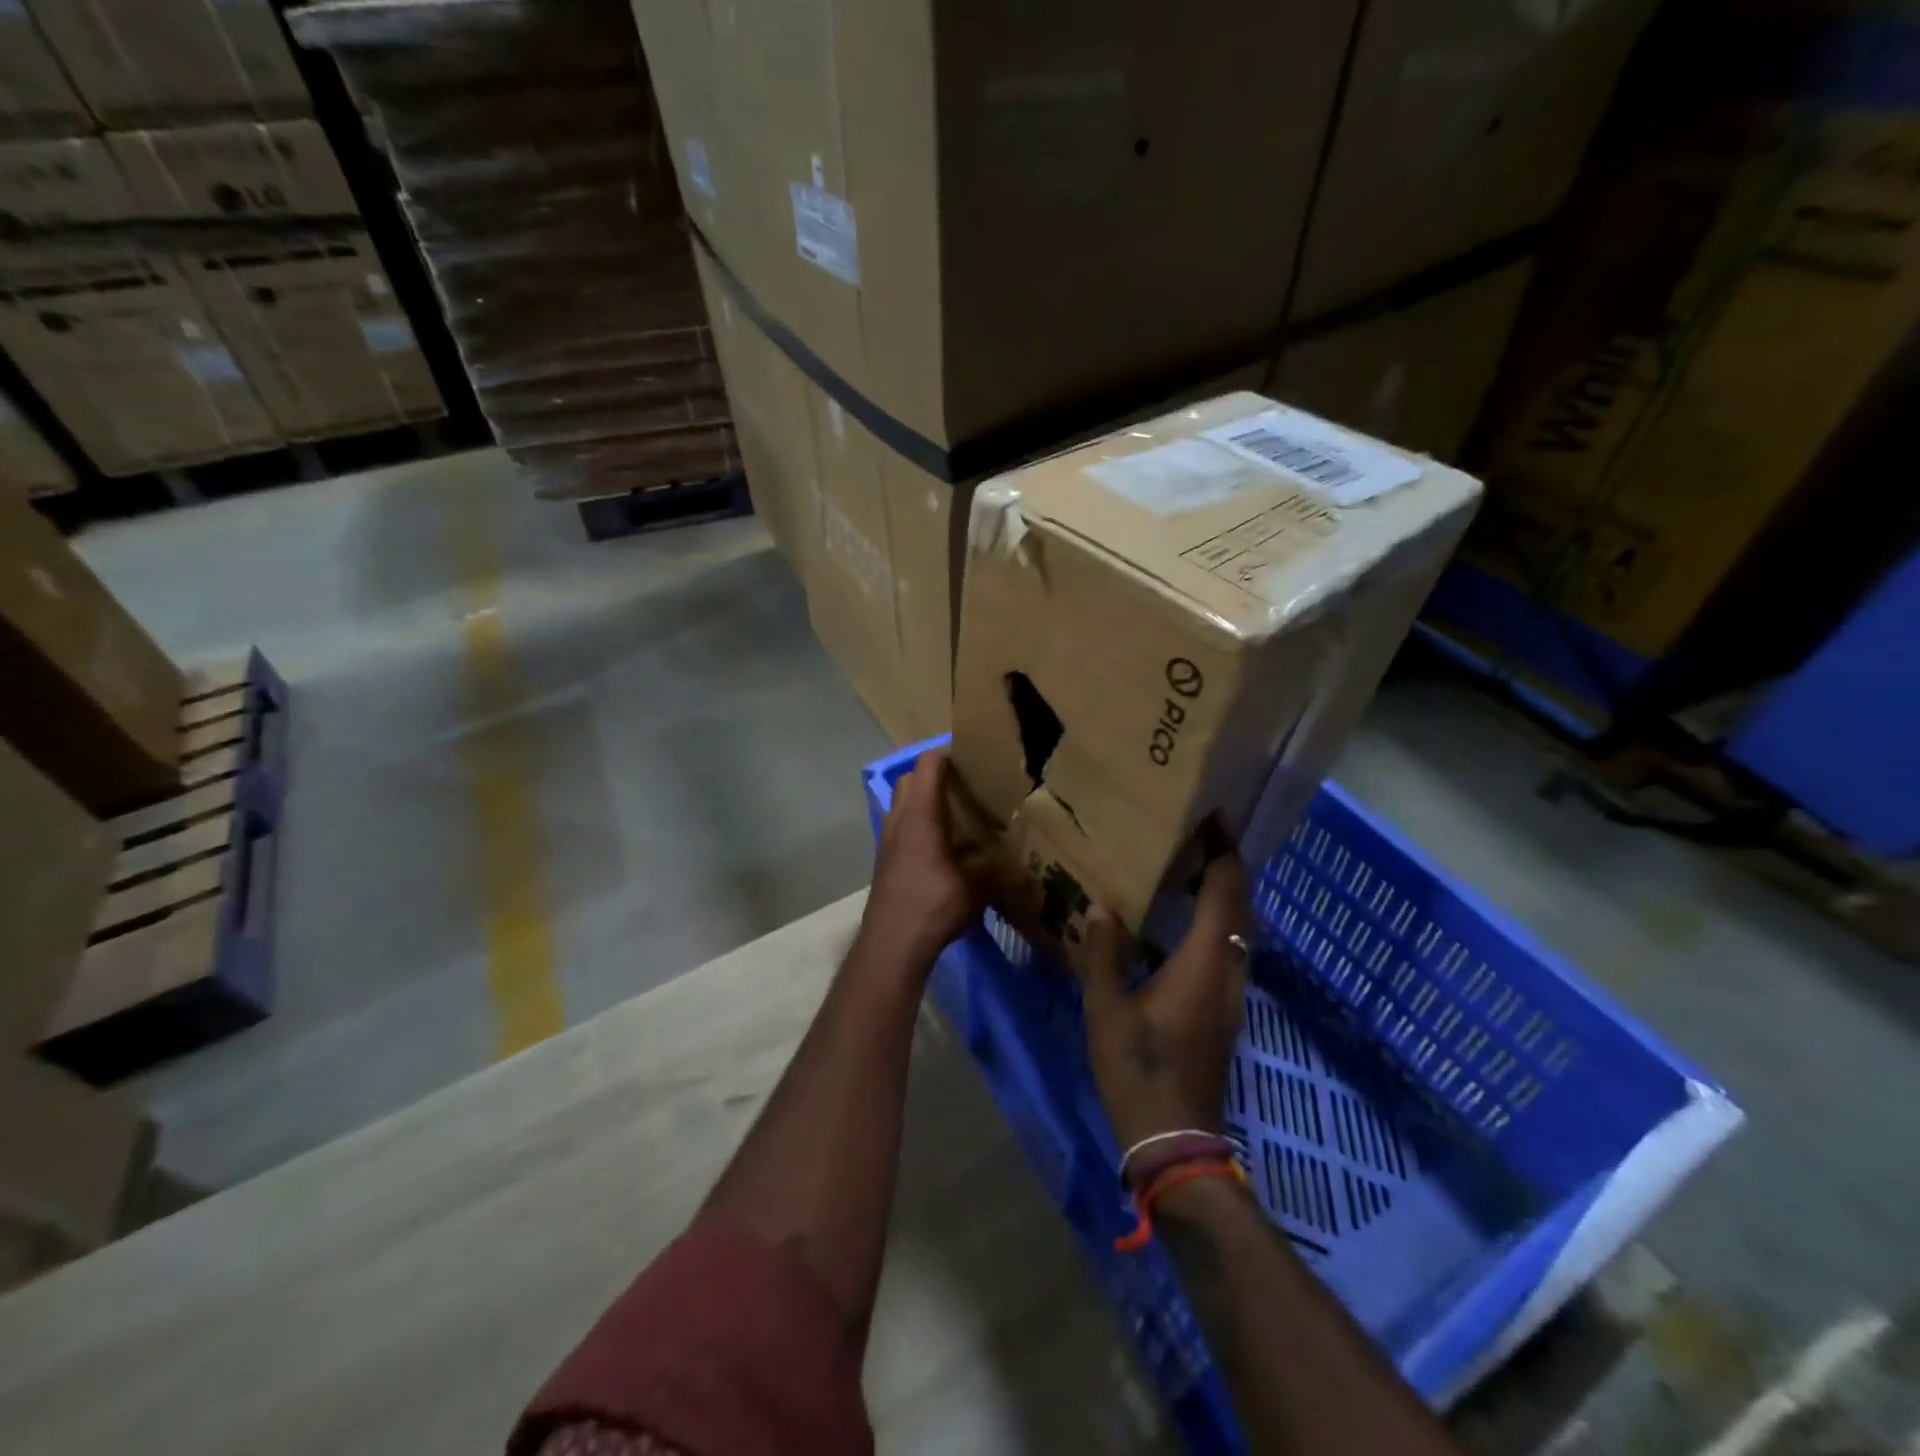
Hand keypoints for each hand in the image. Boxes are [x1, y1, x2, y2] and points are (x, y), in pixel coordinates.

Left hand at [864, 750, 981, 969]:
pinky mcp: (885, 861)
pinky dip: (918, 826)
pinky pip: (901, 828)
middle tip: (965, 787)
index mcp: (920, 815)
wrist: (892, 944)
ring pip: (902, 805)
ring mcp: (887, 841)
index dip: (949, 755)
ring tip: (955, 816)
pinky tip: (942, 848)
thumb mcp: (977, 886)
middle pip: (910, 780)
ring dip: (923, 802)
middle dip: (934, 776)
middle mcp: (898, 820)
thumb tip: (1012, 857)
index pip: (928, 765)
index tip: (974, 759)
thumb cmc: (934, 905)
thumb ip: (994, 865)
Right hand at [1070, 852, 1251, 1148]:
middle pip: (1243, 908)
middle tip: (1198, 841)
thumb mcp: (1105, 1008)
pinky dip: (1220, 926)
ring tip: (1191, 874)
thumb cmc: (1138, 1067)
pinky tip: (1184, 929)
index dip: (1223, 854)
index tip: (1212, 821)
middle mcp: (1229, 972)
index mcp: (1204, 962)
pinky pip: (1232, 952)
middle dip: (1228, 870)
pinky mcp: (1226, 1013)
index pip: (1226, 893)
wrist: (1173, 1136)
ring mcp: (1232, 996)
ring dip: (1226, 898)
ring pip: (1242, 932)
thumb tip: (1102, 910)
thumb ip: (1103, 955)